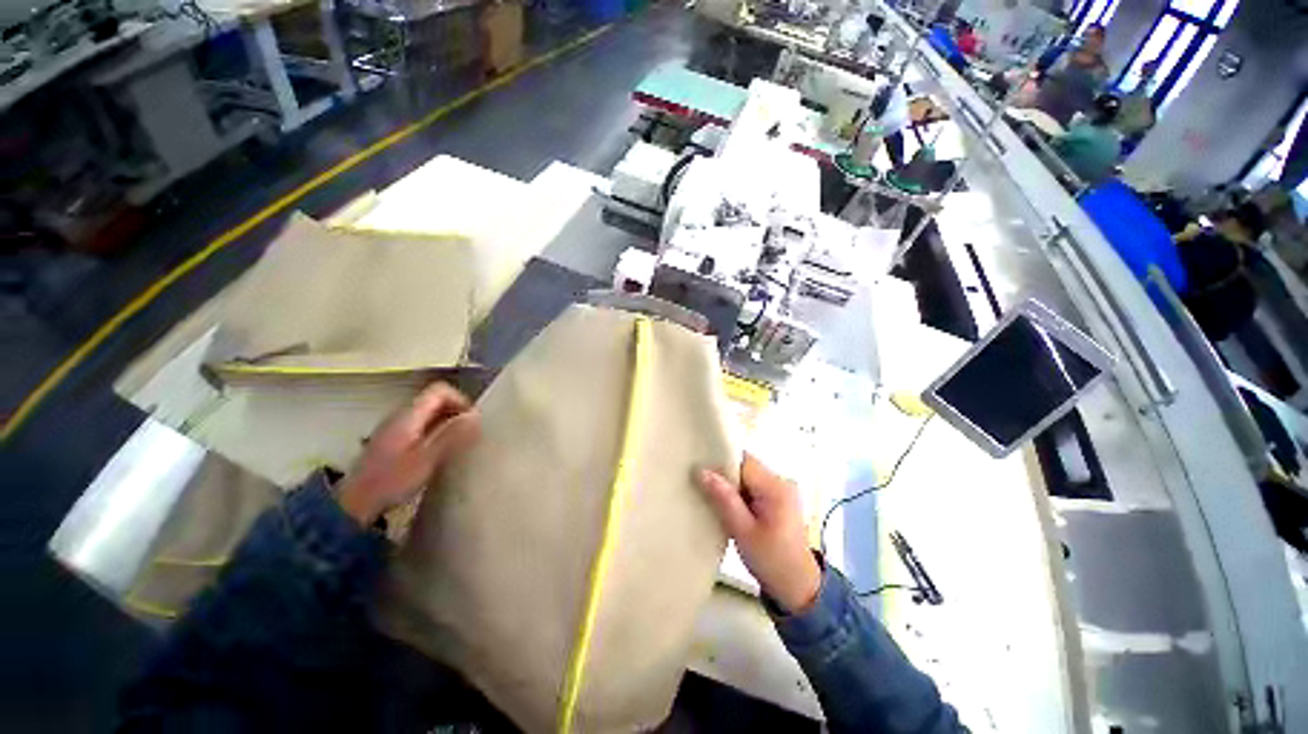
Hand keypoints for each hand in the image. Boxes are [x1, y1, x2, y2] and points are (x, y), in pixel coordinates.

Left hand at [337, 382, 480, 525]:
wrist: (353, 506)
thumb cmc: (391, 480)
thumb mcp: (427, 458)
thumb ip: (451, 435)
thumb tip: (476, 416)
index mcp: (408, 415)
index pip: (440, 390)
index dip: (460, 400)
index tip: (472, 421)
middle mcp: (400, 415)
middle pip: (435, 400)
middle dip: (456, 412)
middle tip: (469, 434)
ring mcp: (394, 428)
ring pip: (429, 414)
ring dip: (447, 423)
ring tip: (457, 444)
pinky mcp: (392, 442)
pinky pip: (421, 426)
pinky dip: (436, 433)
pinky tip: (439, 453)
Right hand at [699, 454, 820, 613]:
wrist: (798, 586)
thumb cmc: (770, 560)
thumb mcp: (743, 531)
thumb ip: (724, 499)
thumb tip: (703, 471)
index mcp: (776, 487)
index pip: (743, 461)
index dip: (721, 463)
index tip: (700, 470)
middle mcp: (782, 481)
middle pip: (745, 467)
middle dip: (725, 475)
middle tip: (702, 487)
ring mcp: (782, 490)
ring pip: (747, 477)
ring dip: (731, 486)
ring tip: (712, 497)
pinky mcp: (779, 499)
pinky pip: (753, 487)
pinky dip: (740, 493)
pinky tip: (728, 506)